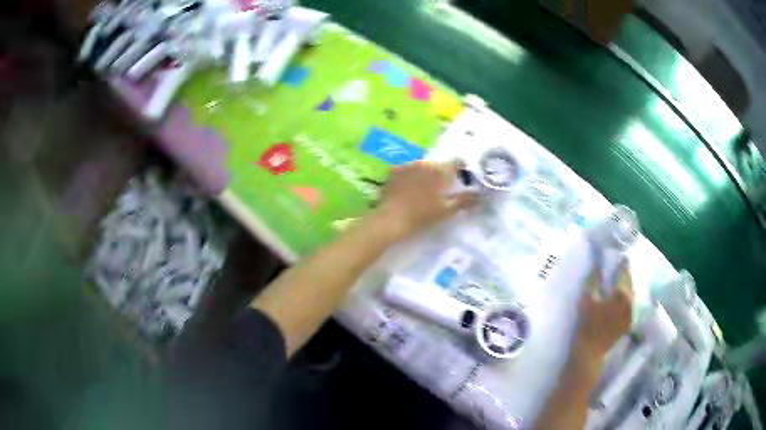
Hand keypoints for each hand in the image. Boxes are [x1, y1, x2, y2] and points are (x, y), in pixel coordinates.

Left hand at [373, 161, 477, 239]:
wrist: (391, 219)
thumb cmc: (422, 216)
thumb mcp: (447, 210)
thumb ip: (464, 200)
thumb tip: (480, 195)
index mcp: (440, 170)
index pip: (457, 163)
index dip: (461, 170)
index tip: (461, 180)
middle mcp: (424, 162)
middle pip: (438, 165)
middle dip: (442, 174)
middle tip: (441, 190)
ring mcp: (407, 165)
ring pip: (422, 166)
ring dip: (425, 175)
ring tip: (423, 191)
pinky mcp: (393, 171)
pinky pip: (407, 170)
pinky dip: (410, 177)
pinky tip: (408, 189)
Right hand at [575, 263, 633, 362]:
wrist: (590, 351)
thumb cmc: (587, 324)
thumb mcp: (587, 298)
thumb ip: (594, 279)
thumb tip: (599, 265)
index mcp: (622, 293)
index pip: (625, 271)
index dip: (622, 262)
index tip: (621, 255)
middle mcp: (631, 301)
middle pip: (630, 282)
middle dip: (624, 274)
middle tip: (619, 268)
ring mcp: (632, 312)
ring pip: (631, 293)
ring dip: (625, 286)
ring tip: (618, 283)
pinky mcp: (629, 321)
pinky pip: (630, 304)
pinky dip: (626, 298)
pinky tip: (619, 299)